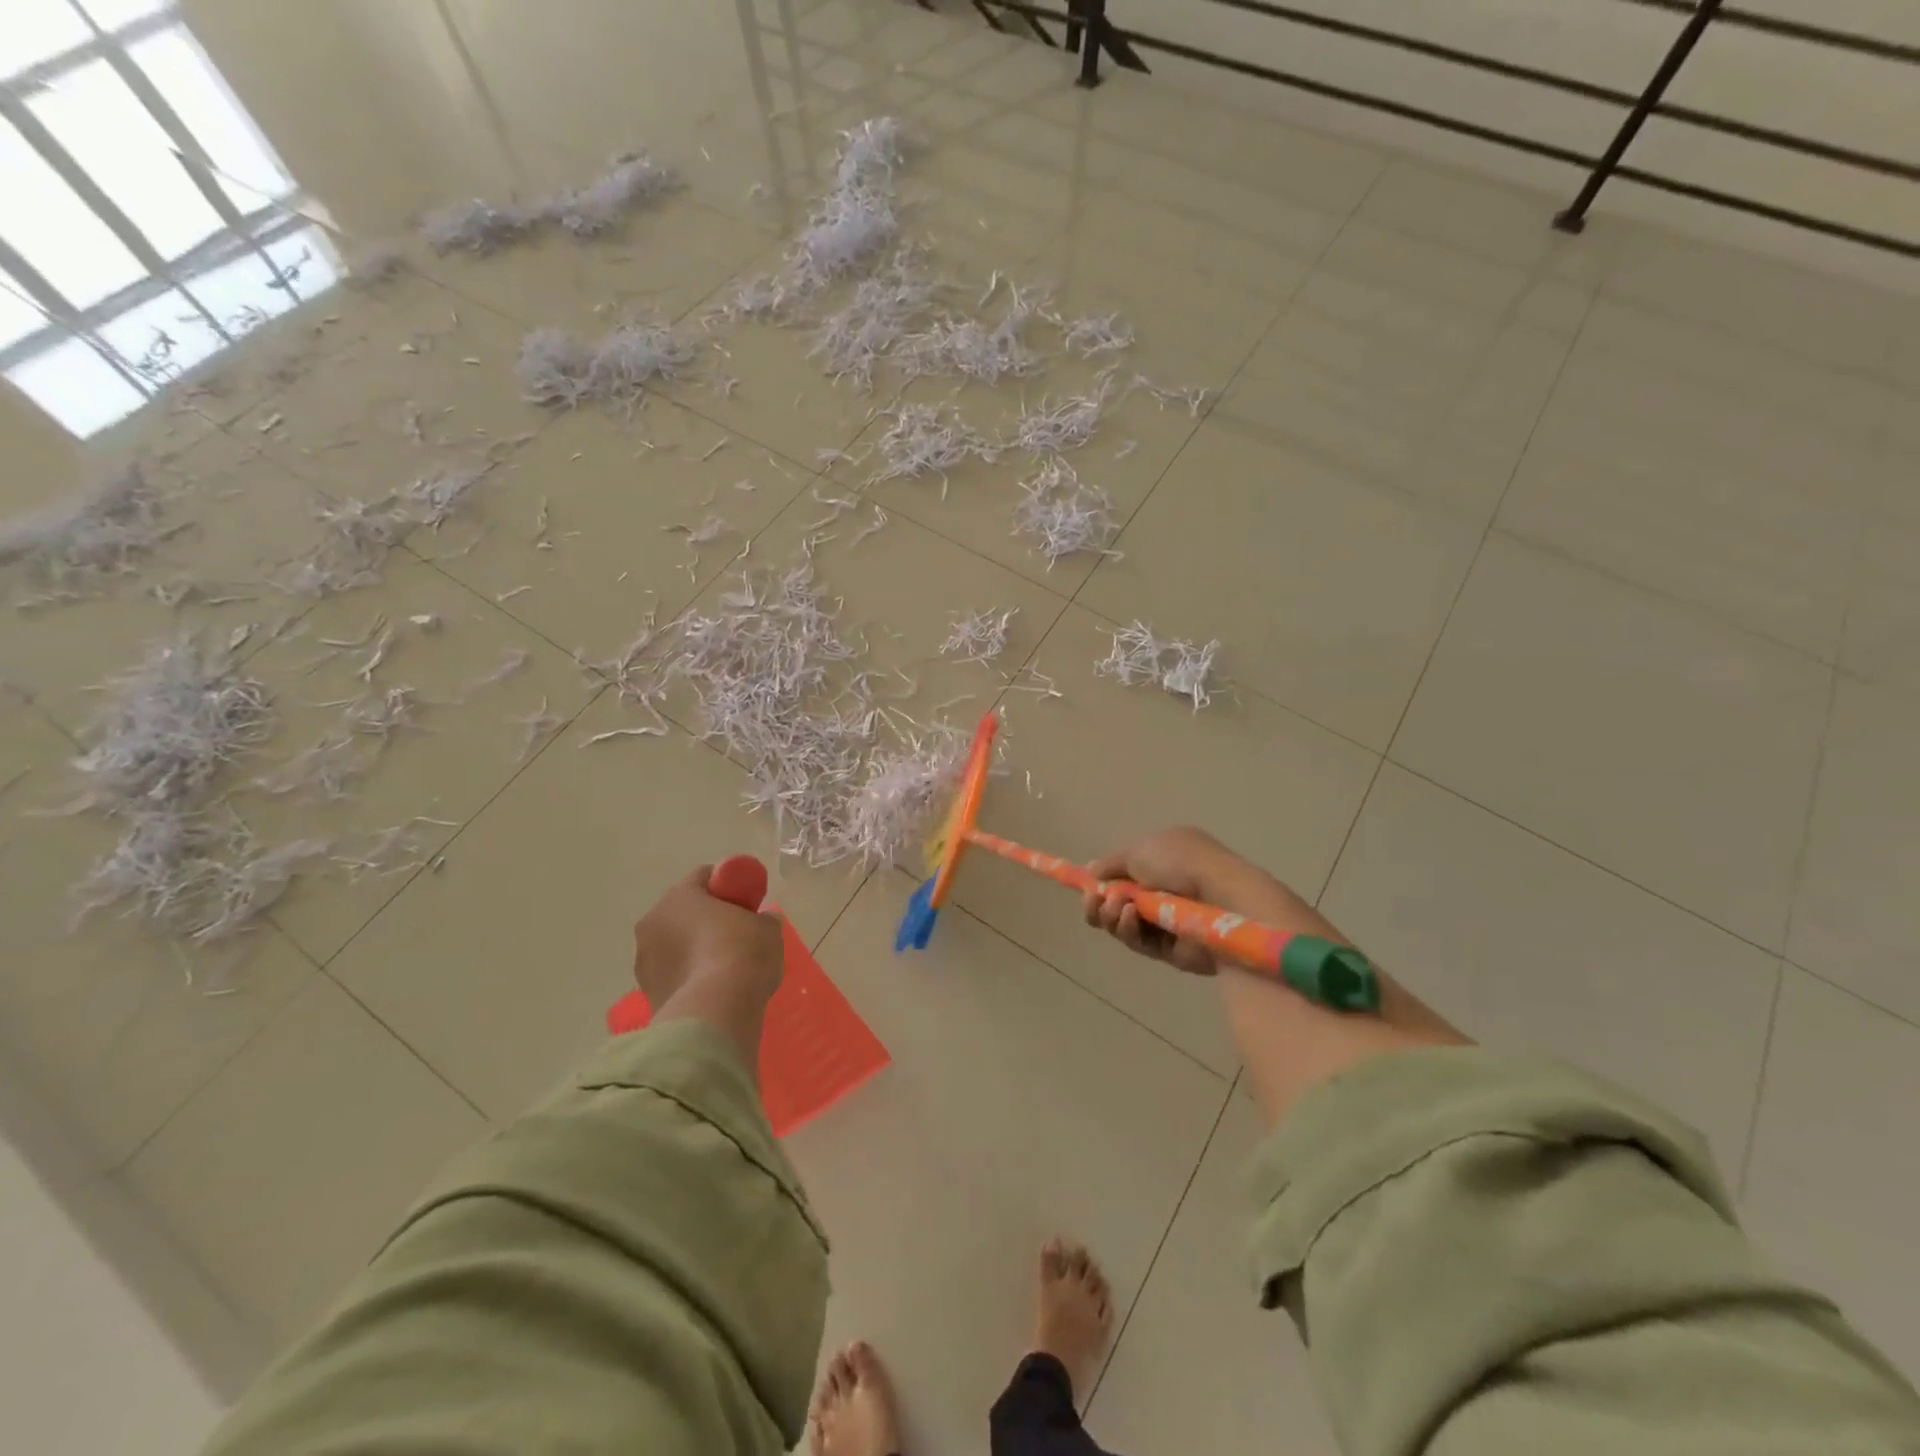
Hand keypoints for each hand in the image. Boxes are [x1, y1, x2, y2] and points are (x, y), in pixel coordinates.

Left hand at [632, 865, 783, 1011]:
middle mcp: (653, 923)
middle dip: (706, 919)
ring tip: (724, 967)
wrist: (717, 1012)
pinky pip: (674, 975)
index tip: (746, 899)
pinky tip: (713, 989)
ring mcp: (645, 962)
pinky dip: (689, 978)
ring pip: (674, 945)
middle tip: (737, 932)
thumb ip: (763, 919)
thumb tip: (763, 921)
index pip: (703, 876)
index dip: (727, 885)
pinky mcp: (648, 995)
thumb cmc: (742, 954)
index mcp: (679, 896)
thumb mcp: (767, 928)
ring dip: (694, 950)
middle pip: (684, 912)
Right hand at [1081, 827, 1318, 976]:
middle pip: (1119, 900)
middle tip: (1092, 899)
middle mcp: (1166, 889)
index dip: (1104, 877)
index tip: (1086, 883)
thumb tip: (1091, 872)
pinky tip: (1127, 916)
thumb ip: (1110, 863)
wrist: (1222, 899)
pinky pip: (1138, 941)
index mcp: (1165, 859)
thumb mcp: (1139, 849)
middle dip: (1099, 900)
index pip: (1127, 871)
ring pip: (1123, 924)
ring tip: (1115, 906)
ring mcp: (1169, 921)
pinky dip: (1127, 929)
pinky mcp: (1171, 951)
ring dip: (1110, 914)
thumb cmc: (1182, 863)